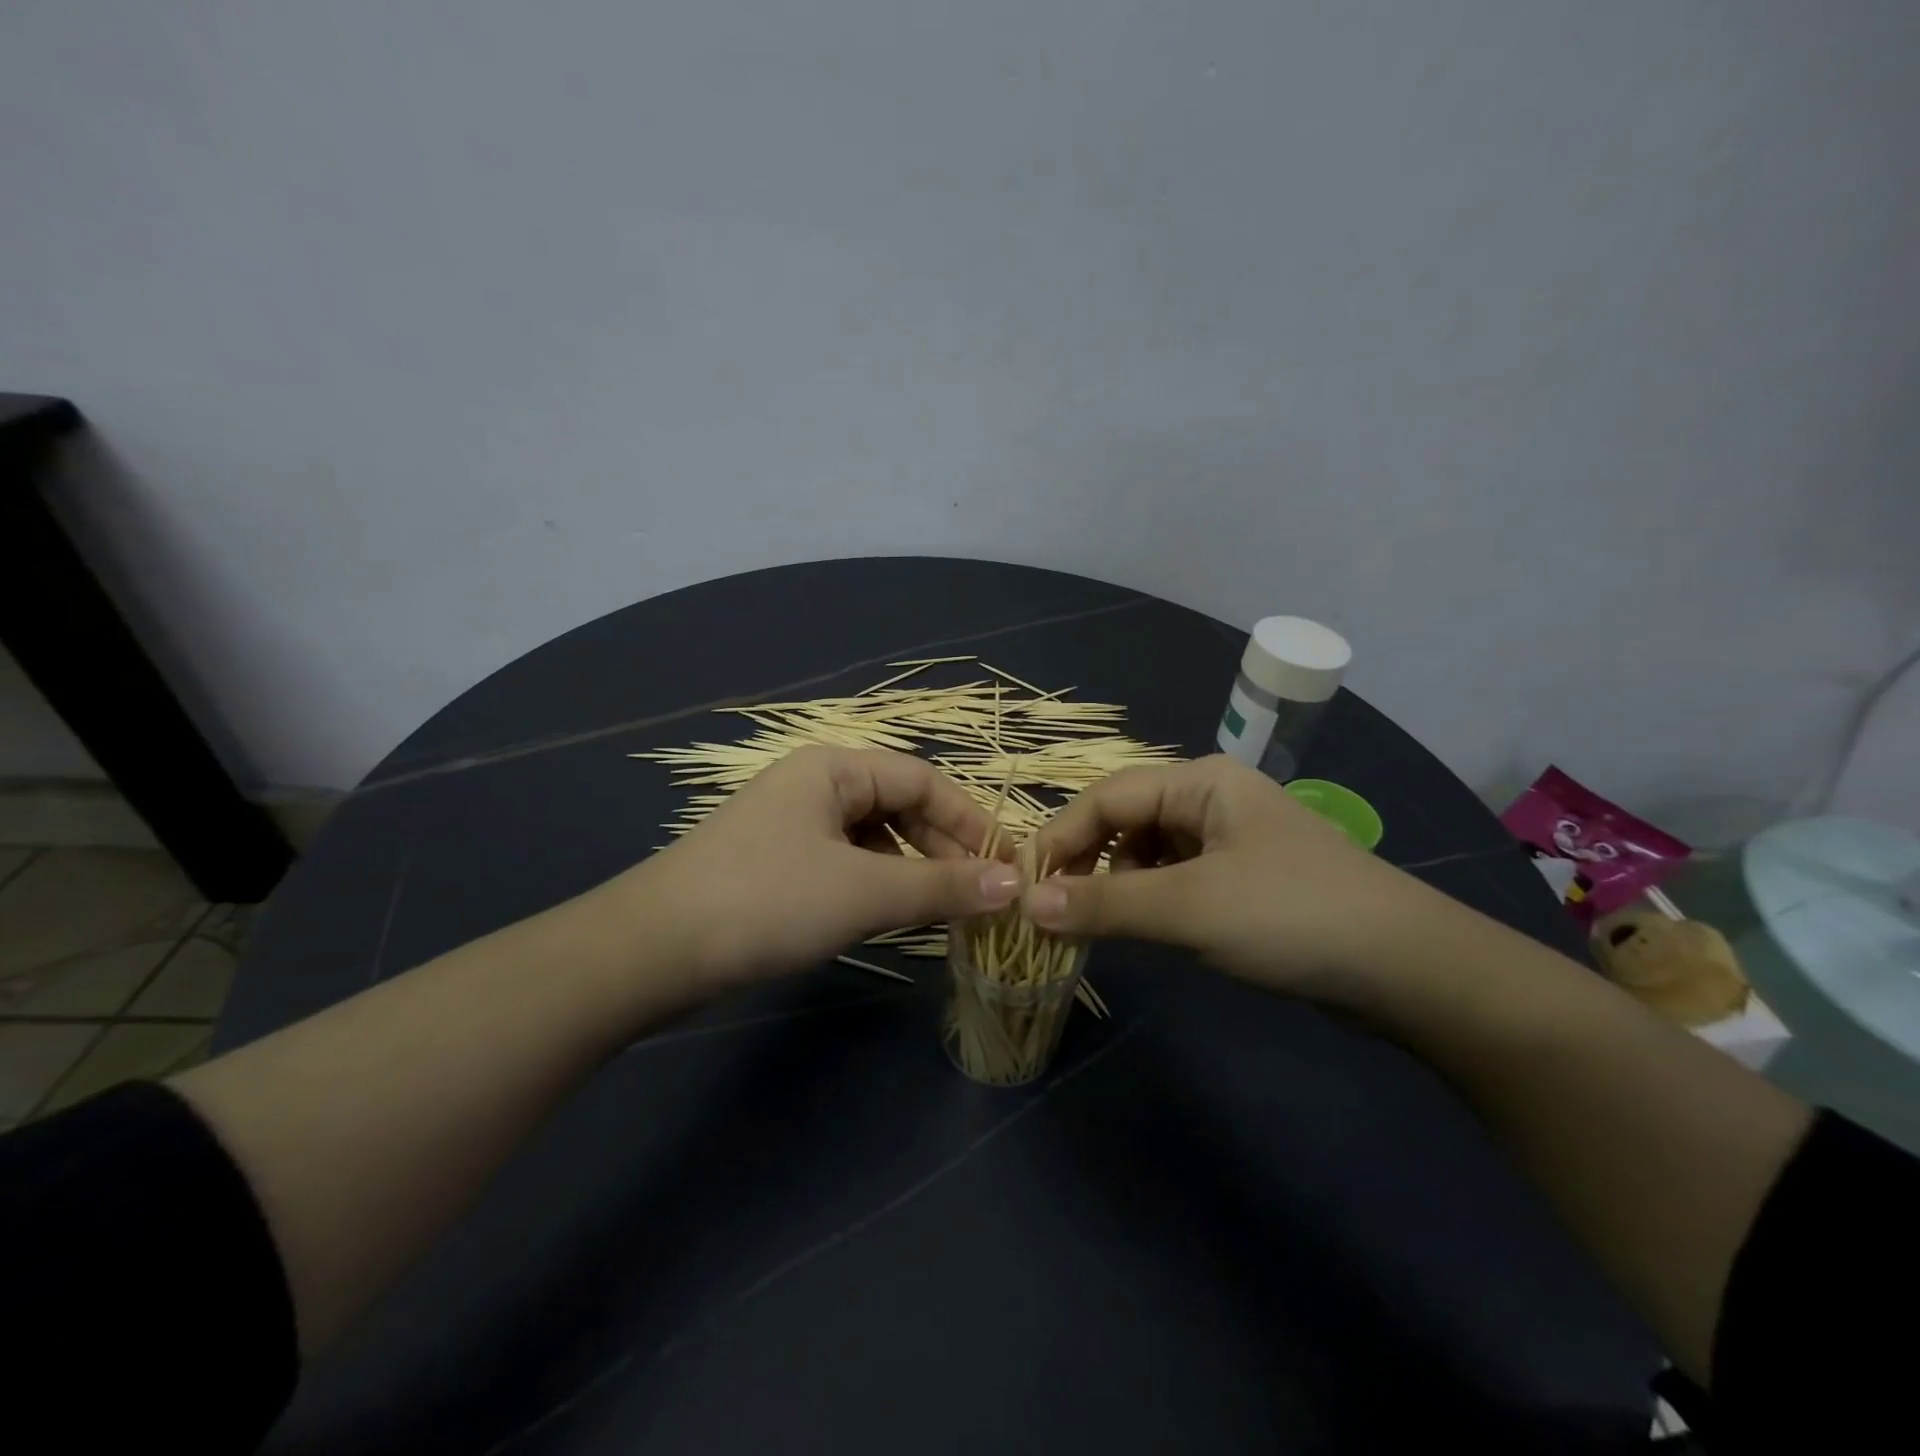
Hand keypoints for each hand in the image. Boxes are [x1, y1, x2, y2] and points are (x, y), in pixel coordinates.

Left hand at [623, 747, 1020, 989]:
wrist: (651, 951)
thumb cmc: (767, 901)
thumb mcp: (864, 892)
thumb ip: (942, 886)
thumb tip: (1014, 884)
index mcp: (835, 768)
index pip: (924, 781)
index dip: (971, 821)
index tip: (1008, 867)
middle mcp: (816, 785)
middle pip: (900, 806)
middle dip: (944, 849)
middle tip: (981, 897)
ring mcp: (793, 825)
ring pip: (874, 839)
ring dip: (913, 870)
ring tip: (943, 910)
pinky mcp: (778, 864)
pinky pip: (847, 864)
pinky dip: (878, 885)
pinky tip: (889, 916)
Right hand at [1027, 755, 1444, 997]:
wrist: (1409, 970)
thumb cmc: (1291, 916)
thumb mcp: (1188, 908)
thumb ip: (1102, 904)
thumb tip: (1027, 905)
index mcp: (1199, 781)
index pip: (1106, 797)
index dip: (1059, 838)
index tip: (1023, 885)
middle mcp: (1211, 798)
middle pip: (1125, 820)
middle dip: (1086, 863)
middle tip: (1053, 910)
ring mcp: (1230, 839)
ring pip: (1148, 852)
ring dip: (1116, 885)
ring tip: (1097, 925)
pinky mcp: (1243, 878)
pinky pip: (1176, 879)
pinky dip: (1149, 900)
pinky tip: (1145, 928)